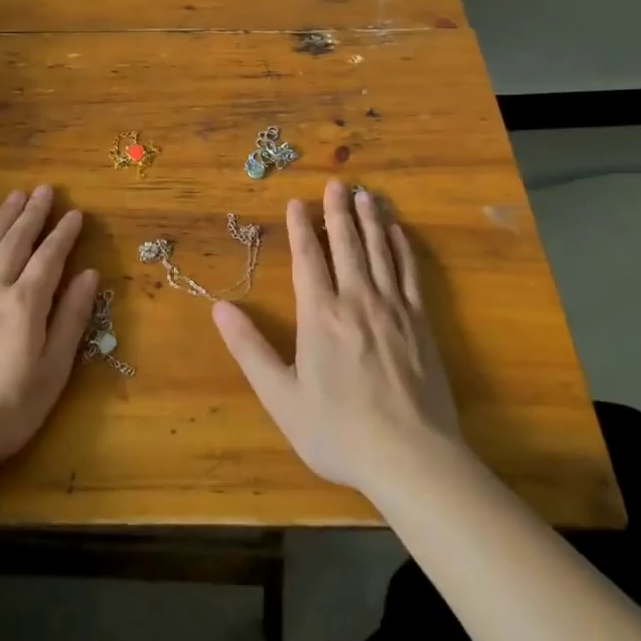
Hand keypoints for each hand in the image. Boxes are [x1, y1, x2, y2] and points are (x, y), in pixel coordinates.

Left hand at [0, 186, 99, 480]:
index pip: (49, 257)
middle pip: (16, 241)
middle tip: (45, 189)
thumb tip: (89, 275)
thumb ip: (71, 320)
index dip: (64, 233)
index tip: (75, 212)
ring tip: (16, 195)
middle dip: (33, 213)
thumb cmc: (4, 411)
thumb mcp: (51, 373)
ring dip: (4, 218)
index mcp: (25, 304)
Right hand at [213, 180, 462, 497]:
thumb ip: (250, 349)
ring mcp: (392, 307)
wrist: (411, 458)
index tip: (296, 201)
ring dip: (370, 219)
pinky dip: (401, 247)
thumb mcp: (281, 397)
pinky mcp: (421, 321)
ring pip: (378, 250)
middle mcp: (356, 299)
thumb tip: (219, 308)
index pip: (308, 257)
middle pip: (346, 243)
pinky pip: (409, 272)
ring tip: (365, 194)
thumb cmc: (339, 431)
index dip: (300, 227)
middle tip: (337, 182)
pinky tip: (397, 232)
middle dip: (338, 210)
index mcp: (320, 314)